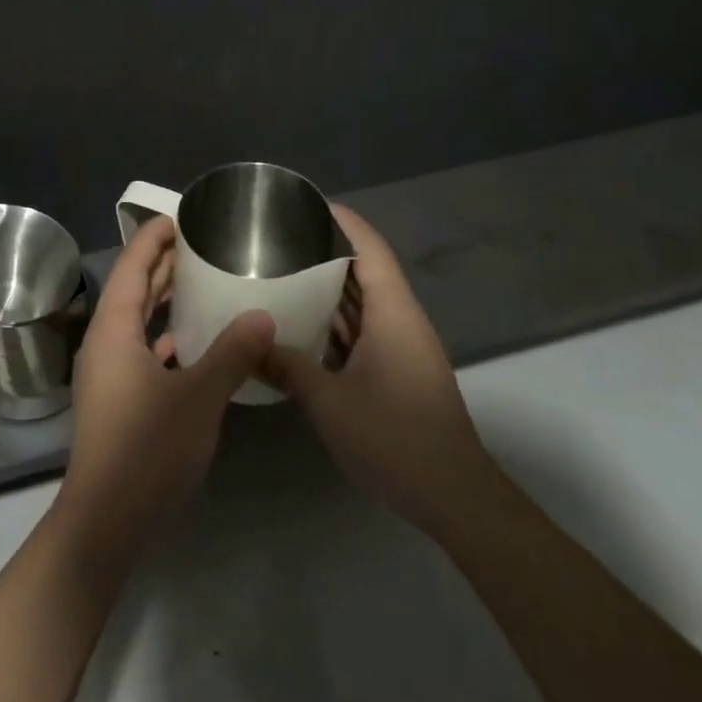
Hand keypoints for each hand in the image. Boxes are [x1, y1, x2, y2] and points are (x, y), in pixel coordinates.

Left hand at [52, 215, 273, 561]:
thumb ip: (232, 353)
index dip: (153, 237)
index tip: (182, 217)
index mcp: (114, 329)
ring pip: (137, 321)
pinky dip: (166, 336)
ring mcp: (108, 371)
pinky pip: (141, 349)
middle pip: (133, 289)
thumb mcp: (198, 397)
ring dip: (165, 300)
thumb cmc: (147, 449)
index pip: (131, 265)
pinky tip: (195, 342)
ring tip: (203, 283)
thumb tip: (262, 315)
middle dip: (163, 264)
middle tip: (202, 245)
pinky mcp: (117, 396)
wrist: (107, 517)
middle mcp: (105, 341)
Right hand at [264, 204, 499, 535]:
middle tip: (274, 238)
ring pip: (361, 302)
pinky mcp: (395, 371)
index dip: (342, 221)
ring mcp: (399, 348)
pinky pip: (360, 330)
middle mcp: (399, 321)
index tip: (304, 203)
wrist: (454, 498)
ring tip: (278, 270)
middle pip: (364, 270)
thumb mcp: (329, 402)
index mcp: (393, 314)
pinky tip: (297, 322)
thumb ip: (287, 366)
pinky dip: (331, 320)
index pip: (370, 249)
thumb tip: (248, 341)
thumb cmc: (395, 439)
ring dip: (325, 287)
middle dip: (323, 250)